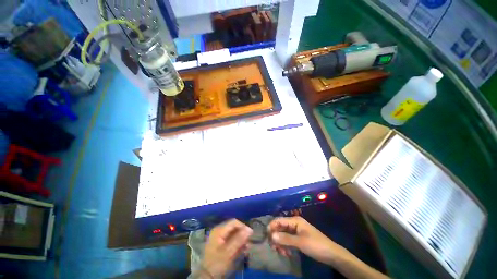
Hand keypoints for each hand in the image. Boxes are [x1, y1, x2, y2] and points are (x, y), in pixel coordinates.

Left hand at [201, 219, 252, 277]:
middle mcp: (219, 230)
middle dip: (242, 234)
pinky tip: (242, 249)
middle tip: (249, 242)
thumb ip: (239, 239)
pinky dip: (237, 243)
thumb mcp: (229, 251)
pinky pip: (231, 239)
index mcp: (219, 230)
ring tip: (246, 247)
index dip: (243, 226)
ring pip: (233, 233)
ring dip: (241, 239)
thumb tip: (249, 229)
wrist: (207, 276)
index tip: (250, 234)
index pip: (234, 222)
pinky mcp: (220, 243)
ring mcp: (219, 237)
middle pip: (234, 227)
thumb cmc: (218, 263)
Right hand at [268, 216, 341, 263]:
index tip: (267, 237)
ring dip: (281, 243)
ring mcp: (296, 231)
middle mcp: (294, 224)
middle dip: (276, 237)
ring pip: (283, 235)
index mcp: (295, 220)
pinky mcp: (298, 238)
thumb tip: (271, 235)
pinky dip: (286, 246)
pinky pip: (288, 240)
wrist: (331, 254)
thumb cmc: (316, 245)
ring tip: (282, 253)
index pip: (279, 220)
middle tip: (275, 248)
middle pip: (280, 228)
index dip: (272, 227)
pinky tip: (287, 252)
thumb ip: (285, 238)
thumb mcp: (300, 242)